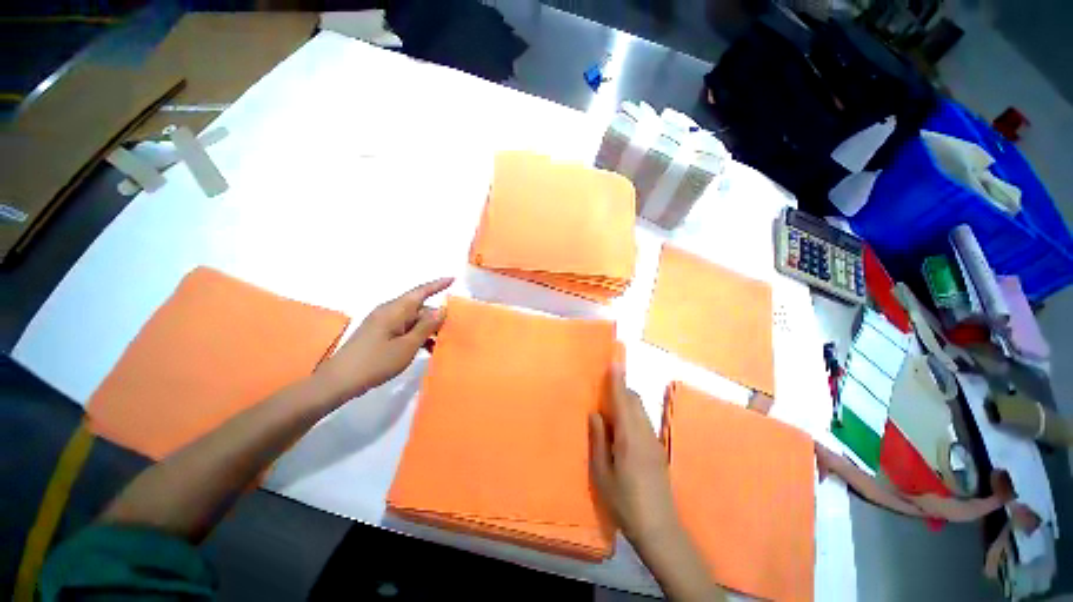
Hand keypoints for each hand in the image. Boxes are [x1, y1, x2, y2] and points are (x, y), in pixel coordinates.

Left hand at [318, 278, 452, 400]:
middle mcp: (389, 312)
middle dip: (436, 316)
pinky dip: (416, 335)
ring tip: (442, 342)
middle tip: (454, 327)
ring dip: (427, 329)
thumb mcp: (407, 346)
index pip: (420, 292)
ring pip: (412, 320)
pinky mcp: (379, 334)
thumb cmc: (376, 362)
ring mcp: (383, 323)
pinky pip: (404, 329)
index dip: (438, 285)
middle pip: (418, 307)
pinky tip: (427, 348)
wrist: (339, 381)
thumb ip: (426, 326)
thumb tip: (442, 309)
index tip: (453, 279)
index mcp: (395, 310)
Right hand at [589, 364, 679, 546]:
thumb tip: (595, 414)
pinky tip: (622, 427)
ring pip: (640, 410)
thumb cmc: (625, 502)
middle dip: (621, 389)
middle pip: (635, 401)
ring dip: (627, 401)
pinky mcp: (658, 449)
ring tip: (610, 406)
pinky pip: (643, 421)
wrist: (660, 529)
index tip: (613, 364)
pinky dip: (632, 413)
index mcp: (629, 437)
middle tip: (605, 387)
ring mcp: (654, 441)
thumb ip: (599, 440)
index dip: (617, 381)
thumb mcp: (603, 474)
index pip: (623, 401)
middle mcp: (645, 433)